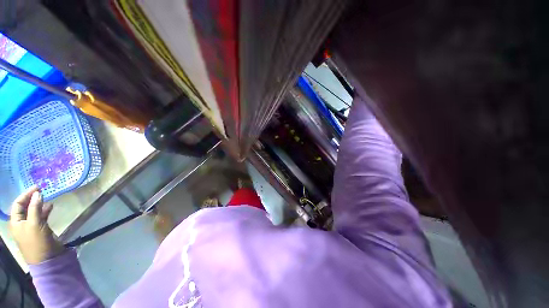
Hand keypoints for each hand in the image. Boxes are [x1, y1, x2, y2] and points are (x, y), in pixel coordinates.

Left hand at [9, 186, 64, 264]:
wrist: (47, 259)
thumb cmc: (37, 241)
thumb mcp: (35, 224)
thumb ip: (35, 208)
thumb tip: (37, 193)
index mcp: (16, 222)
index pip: (18, 204)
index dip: (26, 194)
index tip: (37, 187)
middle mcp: (22, 223)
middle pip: (25, 207)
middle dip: (33, 198)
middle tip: (42, 190)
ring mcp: (31, 226)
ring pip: (34, 211)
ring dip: (40, 204)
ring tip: (48, 198)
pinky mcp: (40, 229)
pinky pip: (41, 216)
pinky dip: (45, 210)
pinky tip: (51, 207)